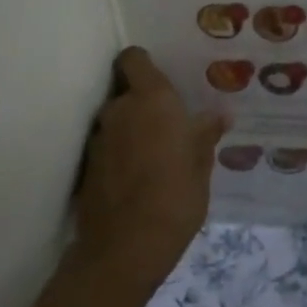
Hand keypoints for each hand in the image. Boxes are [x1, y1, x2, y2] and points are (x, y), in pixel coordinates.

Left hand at [71, 47, 228, 299]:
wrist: (126, 247)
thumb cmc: (176, 196)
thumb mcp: (201, 165)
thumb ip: (205, 134)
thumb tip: (220, 115)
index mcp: (151, 100)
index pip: (134, 59)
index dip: (144, 64)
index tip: (161, 78)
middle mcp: (119, 109)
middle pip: (126, 91)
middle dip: (143, 103)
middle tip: (169, 123)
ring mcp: (99, 138)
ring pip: (115, 120)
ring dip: (131, 129)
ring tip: (154, 152)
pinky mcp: (86, 166)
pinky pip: (108, 146)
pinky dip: (120, 153)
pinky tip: (138, 175)